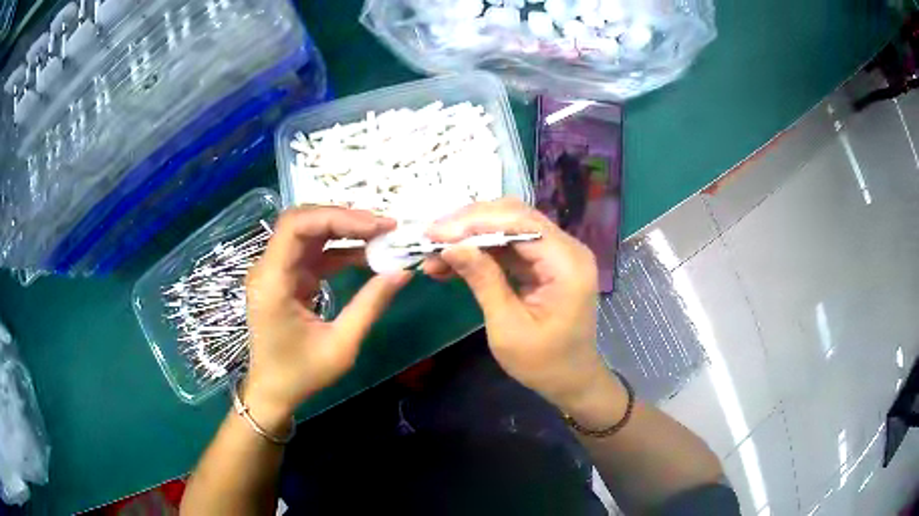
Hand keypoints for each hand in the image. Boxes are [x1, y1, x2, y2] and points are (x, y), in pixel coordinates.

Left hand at [244, 207, 410, 429]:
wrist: (273, 391)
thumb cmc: (301, 374)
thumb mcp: (341, 345)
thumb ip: (370, 305)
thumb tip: (402, 272)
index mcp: (273, 281)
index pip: (297, 226)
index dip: (337, 217)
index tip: (376, 226)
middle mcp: (269, 268)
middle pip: (303, 222)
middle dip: (344, 218)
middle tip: (384, 226)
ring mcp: (276, 270)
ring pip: (309, 233)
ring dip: (344, 230)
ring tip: (381, 235)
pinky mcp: (286, 277)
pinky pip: (313, 252)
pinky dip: (339, 249)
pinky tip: (366, 254)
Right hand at [424, 198, 624, 422]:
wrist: (570, 380)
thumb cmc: (543, 363)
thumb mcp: (507, 326)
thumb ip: (483, 280)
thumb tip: (450, 246)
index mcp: (567, 264)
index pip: (519, 223)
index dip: (474, 222)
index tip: (434, 233)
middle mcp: (567, 249)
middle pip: (514, 217)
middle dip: (469, 224)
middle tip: (430, 238)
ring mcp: (557, 254)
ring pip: (508, 228)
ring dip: (471, 237)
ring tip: (433, 254)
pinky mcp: (545, 263)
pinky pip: (510, 246)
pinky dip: (481, 251)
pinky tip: (452, 262)